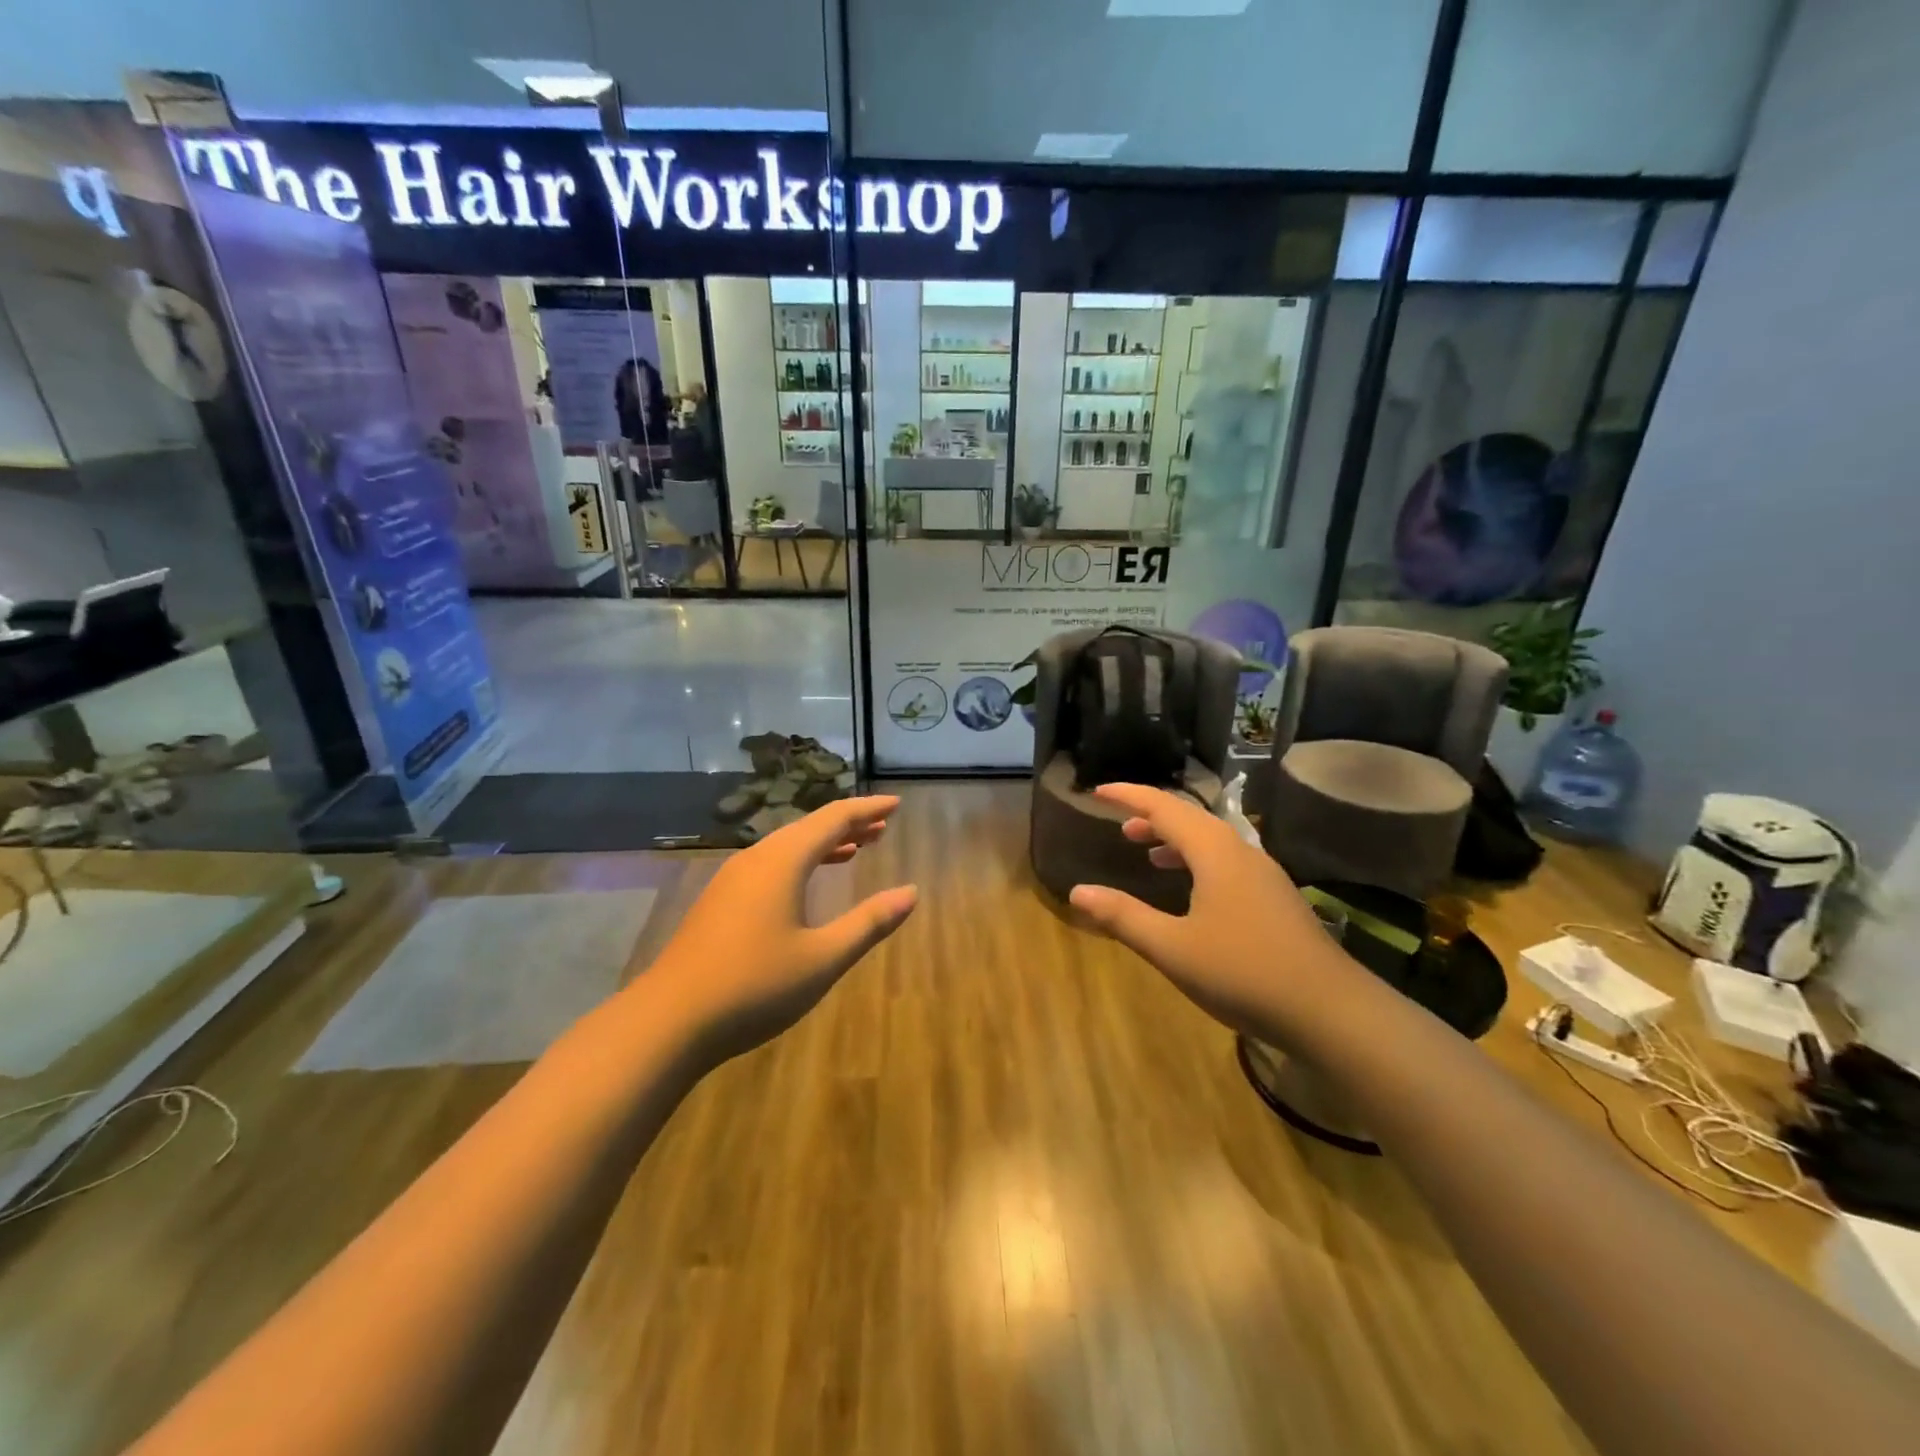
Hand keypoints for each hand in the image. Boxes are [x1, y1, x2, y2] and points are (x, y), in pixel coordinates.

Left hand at [648, 796, 917, 1062]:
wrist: (668, 1020)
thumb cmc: (754, 986)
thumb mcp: (823, 958)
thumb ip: (868, 922)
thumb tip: (910, 893)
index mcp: (783, 861)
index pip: (834, 819)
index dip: (868, 809)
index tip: (896, 804)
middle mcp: (756, 859)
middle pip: (809, 827)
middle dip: (849, 825)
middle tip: (883, 827)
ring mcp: (732, 879)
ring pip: (787, 847)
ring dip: (824, 844)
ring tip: (858, 848)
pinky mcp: (720, 901)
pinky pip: (770, 865)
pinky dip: (800, 862)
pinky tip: (807, 883)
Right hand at [1068, 784, 1356, 1046]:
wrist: (1331, 1011)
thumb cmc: (1243, 972)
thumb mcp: (1172, 948)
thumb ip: (1123, 916)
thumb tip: (1078, 891)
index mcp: (1215, 852)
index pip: (1164, 807)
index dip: (1129, 796)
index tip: (1098, 792)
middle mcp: (1241, 852)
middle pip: (1191, 818)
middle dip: (1152, 817)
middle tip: (1120, 826)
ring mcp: (1264, 875)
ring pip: (1212, 841)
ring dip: (1176, 840)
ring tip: (1147, 851)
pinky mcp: (1276, 899)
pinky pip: (1227, 862)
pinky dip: (1197, 862)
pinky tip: (1191, 891)